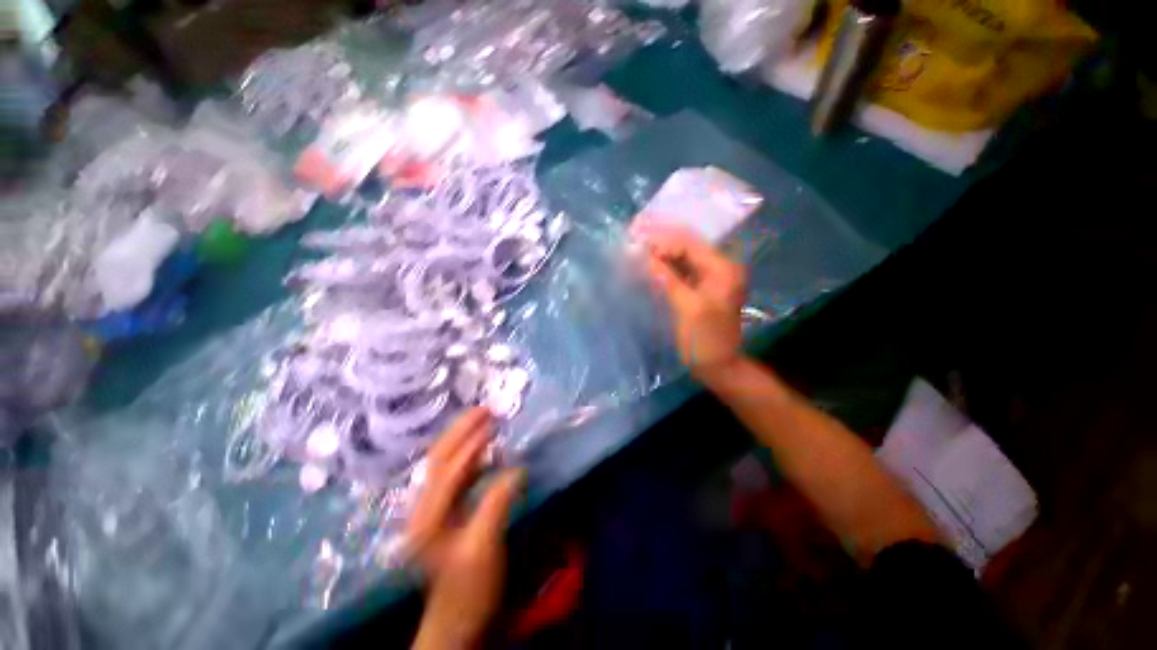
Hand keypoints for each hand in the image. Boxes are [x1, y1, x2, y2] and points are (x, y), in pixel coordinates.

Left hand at [408, 408, 523, 648]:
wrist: (456, 617)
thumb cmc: (469, 587)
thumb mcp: (485, 547)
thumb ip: (497, 503)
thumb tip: (517, 468)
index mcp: (428, 516)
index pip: (449, 470)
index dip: (471, 445)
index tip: (493, 423)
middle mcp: (423, 507)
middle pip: (438, 457)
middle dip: (460, 430)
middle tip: (484, 410)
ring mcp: (431, 507)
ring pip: (444, 462)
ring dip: (464, 438)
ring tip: (485, 421)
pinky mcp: (443, 510)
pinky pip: (455, 473)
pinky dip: (470, 456)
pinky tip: (486, 451)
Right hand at [632, 222, 747, 384]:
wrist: (718, 367)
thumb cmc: (705, 340)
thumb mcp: (687, 308)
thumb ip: (667, 279)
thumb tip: (645, 257)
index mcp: (722, 269)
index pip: (690, 245)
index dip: (663, 241)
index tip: (637, 242)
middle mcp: (720, 268)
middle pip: (687, 248)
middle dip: (661, 245)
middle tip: (634, 242)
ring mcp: (711, 279)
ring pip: (683, 259)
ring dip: (661, 256)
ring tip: (638, 252)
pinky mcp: (702, 289)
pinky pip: (682, 273)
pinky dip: (666, 270)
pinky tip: (649, 267)